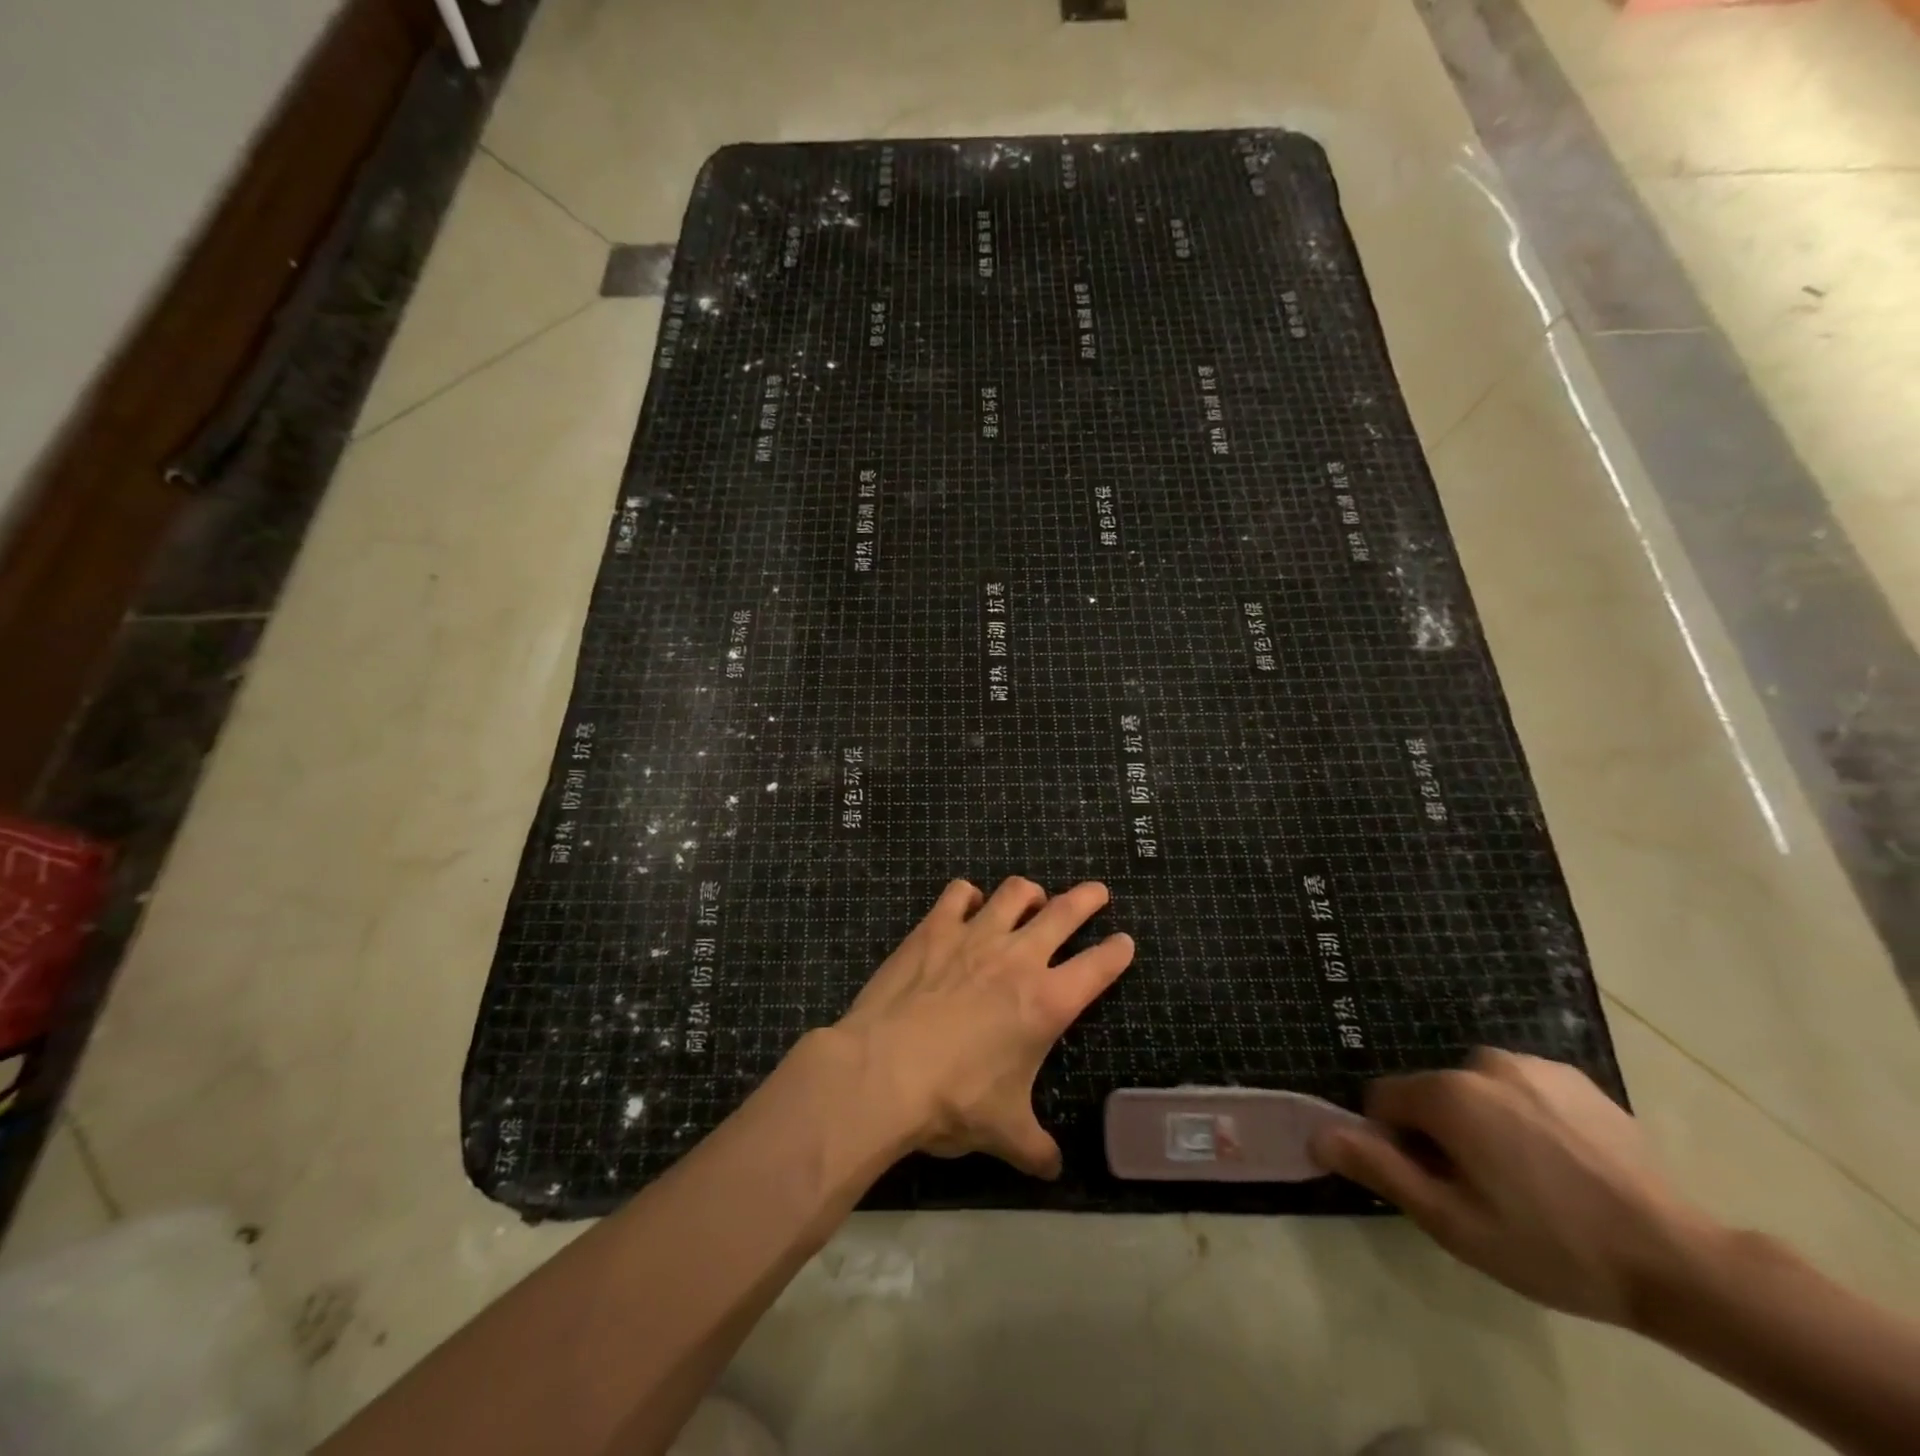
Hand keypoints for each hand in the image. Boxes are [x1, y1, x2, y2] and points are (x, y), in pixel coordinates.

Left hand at [830, 877, 1133, 1177]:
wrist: (882, 1072)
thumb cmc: (953, 1102)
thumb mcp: (1003, 1133)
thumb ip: (1035, 1148)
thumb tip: (1053, 1169)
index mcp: (1047, 1003)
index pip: (1099, 967)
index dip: (1117, 952)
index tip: (1125, 942)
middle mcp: (1018, 958)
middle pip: (1064, 912)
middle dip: (1087, 899)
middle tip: (1097, 892)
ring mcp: (975, 936)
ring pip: (1014, 893)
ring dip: (1030, 892)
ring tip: (1032, 897)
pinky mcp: (934, 928)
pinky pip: (959, 893)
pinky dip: (969, 895)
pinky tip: (968, 904)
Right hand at [1310, 1048, 1714, 1325]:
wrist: (1681, 1263)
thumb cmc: (1551, 1247)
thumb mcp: (1453, 1223)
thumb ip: (1379, 1169)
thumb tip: (1317, 1134)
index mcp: (1448, 1093)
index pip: (1384, 1101)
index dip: (1397, 1144)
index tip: (1436, 1186)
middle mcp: (1482, 1062)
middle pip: (1432, 1094)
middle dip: (1441, 1134)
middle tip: (1485, 1193)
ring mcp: (1534, 1065)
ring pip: (1475, 1089)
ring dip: (1482, 1123)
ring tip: (1529, 1180)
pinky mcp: (1576, 1078)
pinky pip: (1521, 1088)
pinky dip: (1524, 1116)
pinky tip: (1562, 1164)